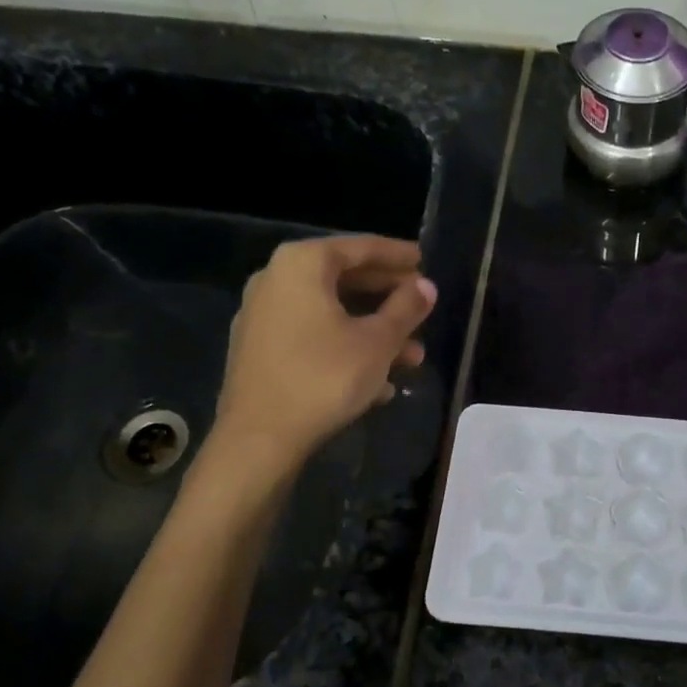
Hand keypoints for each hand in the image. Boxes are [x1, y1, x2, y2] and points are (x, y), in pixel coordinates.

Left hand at [209, 234, 435, 464]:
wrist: (260, 438)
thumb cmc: (325, 377)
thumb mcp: (377, 341)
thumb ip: (406, 307)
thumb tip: (426, 286)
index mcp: (302, 265)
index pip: (359, 247)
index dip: (397, 255)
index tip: (424, 260)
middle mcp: (276, 280)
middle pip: (344, 279)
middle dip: (388, 298)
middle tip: (422, 306)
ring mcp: (263, 317)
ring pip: (331, 313)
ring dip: (374, 331)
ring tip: (413, 357)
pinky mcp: (260, 351)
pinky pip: (313, 336)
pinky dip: (347, 347)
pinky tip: (378, 381)